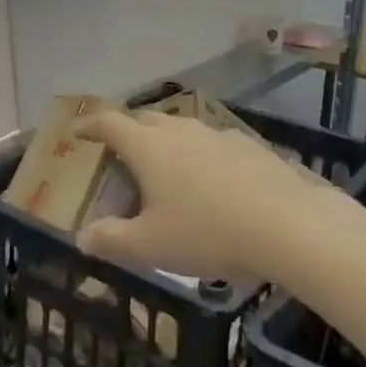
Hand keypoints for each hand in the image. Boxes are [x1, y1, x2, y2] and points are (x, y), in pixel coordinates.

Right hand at [71, 109, 346, 285]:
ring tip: (168, 173)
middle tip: (122, 156)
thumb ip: (112, 240)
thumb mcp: (150, 246)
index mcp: (148, 147)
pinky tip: (214, 185)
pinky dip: (202, 158)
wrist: (289, 225)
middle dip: (129, 133)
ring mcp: (218, 135)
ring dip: (168, 144)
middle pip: (146, 120)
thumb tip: (82, 237)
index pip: (109, 123)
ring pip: (183, 131)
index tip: (77, 133)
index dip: (89, 126)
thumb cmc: (207, 232)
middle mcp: (180, 131)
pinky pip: (214, 145)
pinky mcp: (250, 147)